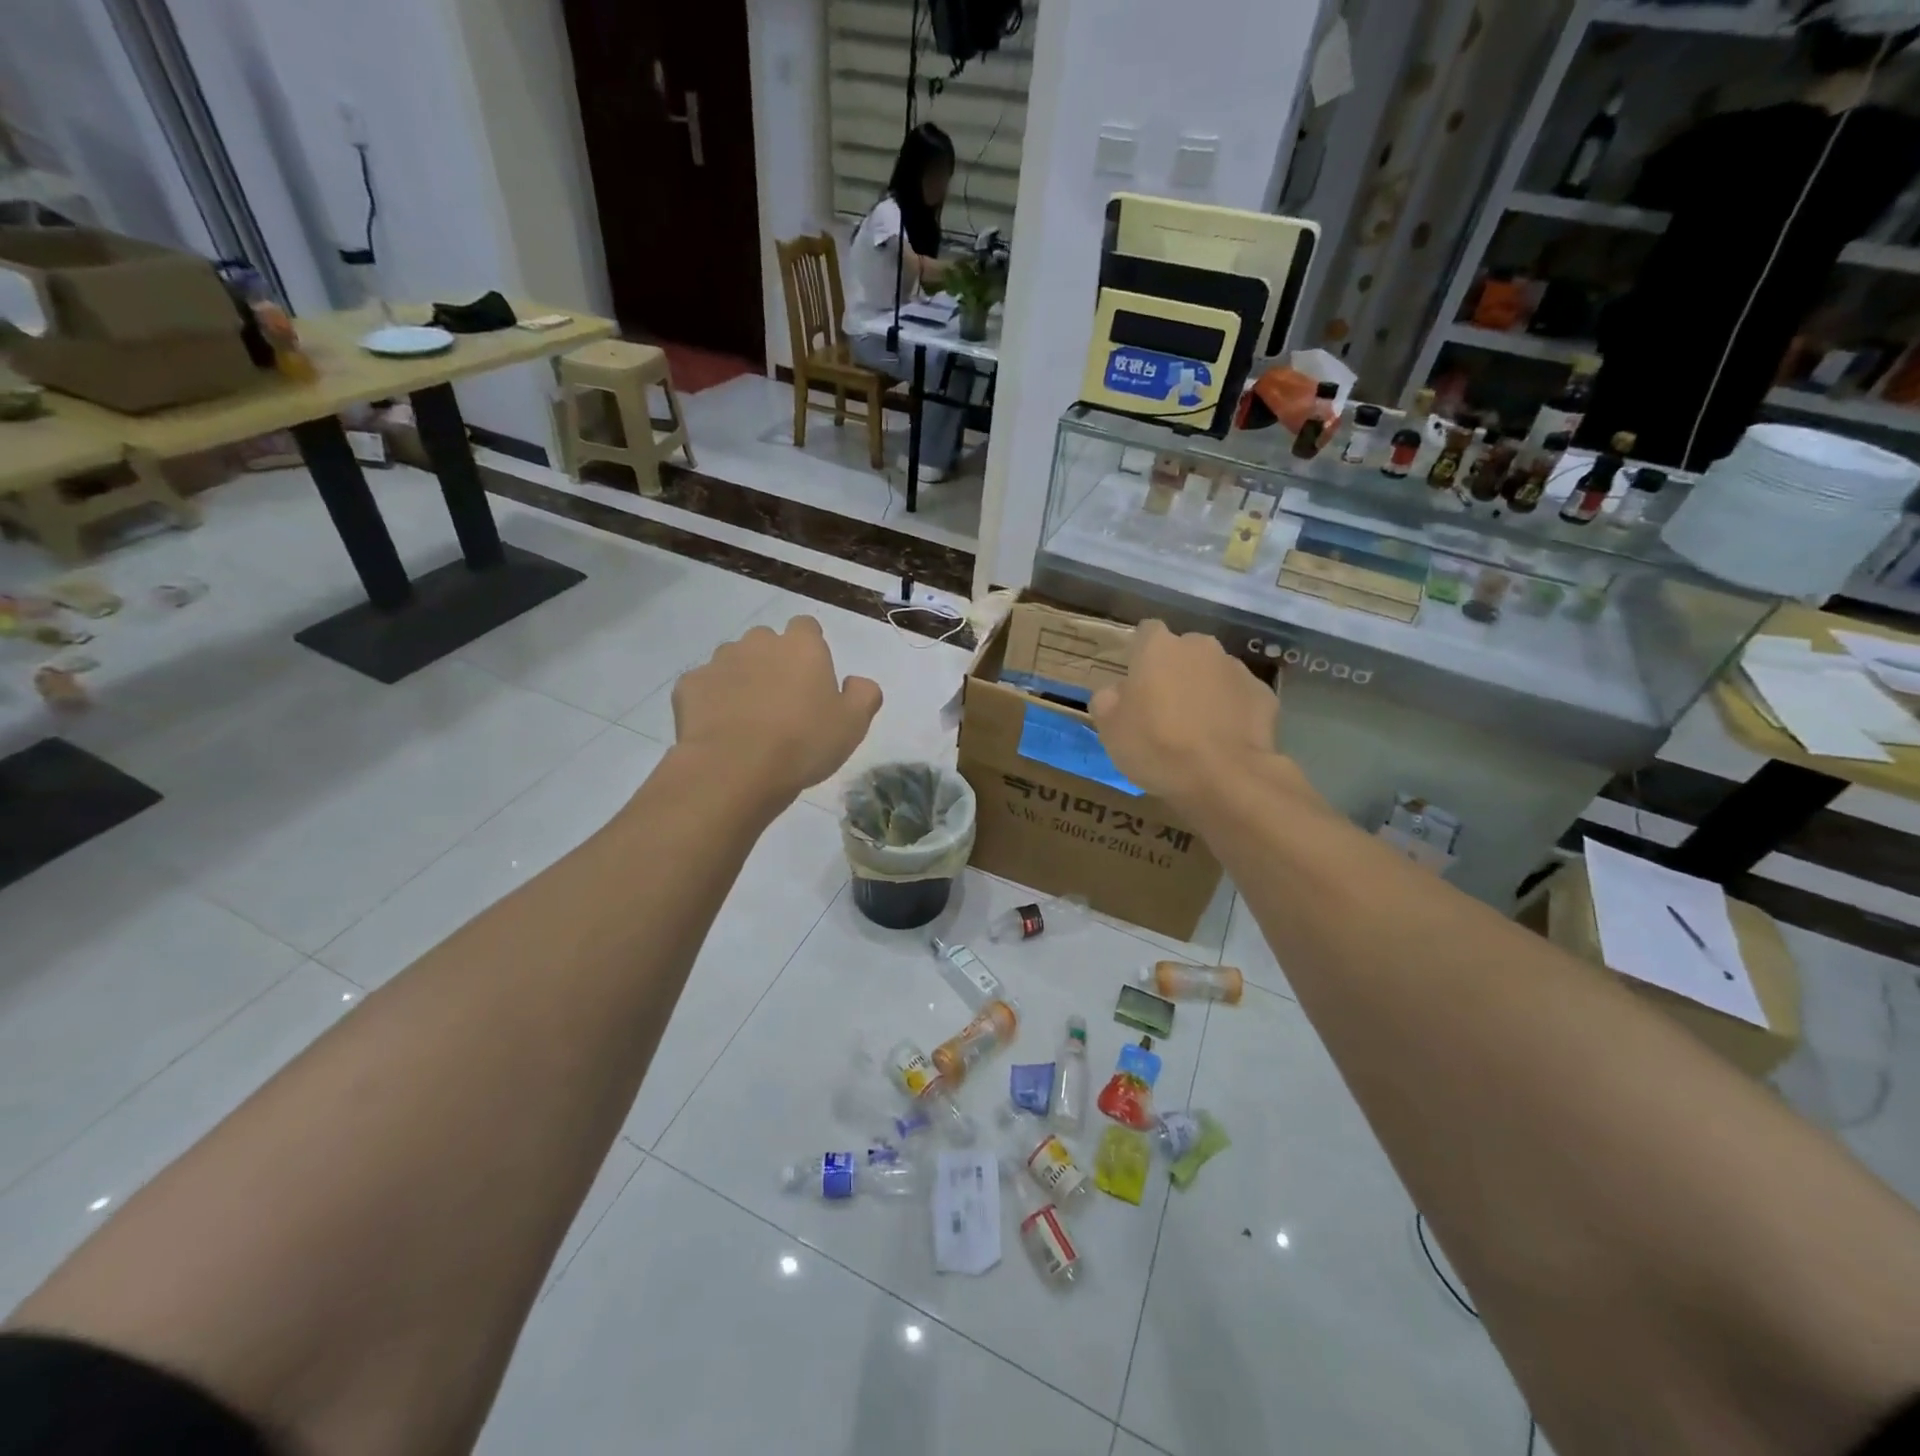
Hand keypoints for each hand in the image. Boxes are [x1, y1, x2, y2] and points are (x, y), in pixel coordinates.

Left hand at [672, 617, 881, 804]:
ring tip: (748, 718)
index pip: (807, 627)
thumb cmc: (803, 743)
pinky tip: (720, 730)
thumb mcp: (853, 724)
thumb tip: (856, 681)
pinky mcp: (689, 684)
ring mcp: (719, 661)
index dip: (810, 648)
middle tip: (782, 702)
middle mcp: (759, 643)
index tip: (812, 677)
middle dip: (772, 662)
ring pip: (733, 661)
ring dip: (741, 679)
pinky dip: (712, 701)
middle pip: (767, 642)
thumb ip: (864, 694)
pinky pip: (705, 686)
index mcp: (802, 647)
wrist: (736, 769)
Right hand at [1090, 620, 1281, 809]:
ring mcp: (1236, 668)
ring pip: (1213, 672)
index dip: (1140, 654)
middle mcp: (1200, 647)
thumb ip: (1107, 699)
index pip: (1146, 631)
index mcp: (1158, 648)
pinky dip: (1231, 710)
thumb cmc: (1157, 747)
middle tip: (1164, 708)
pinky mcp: (1263, 694)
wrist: (1225, 777)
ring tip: (1197, 728)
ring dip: (1204, 690)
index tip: (1136, 681)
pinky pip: (1239, 697)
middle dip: (1175, 671)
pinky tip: (1224, 738)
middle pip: (1183, 651)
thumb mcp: (1110, 728)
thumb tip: (1116, 691)